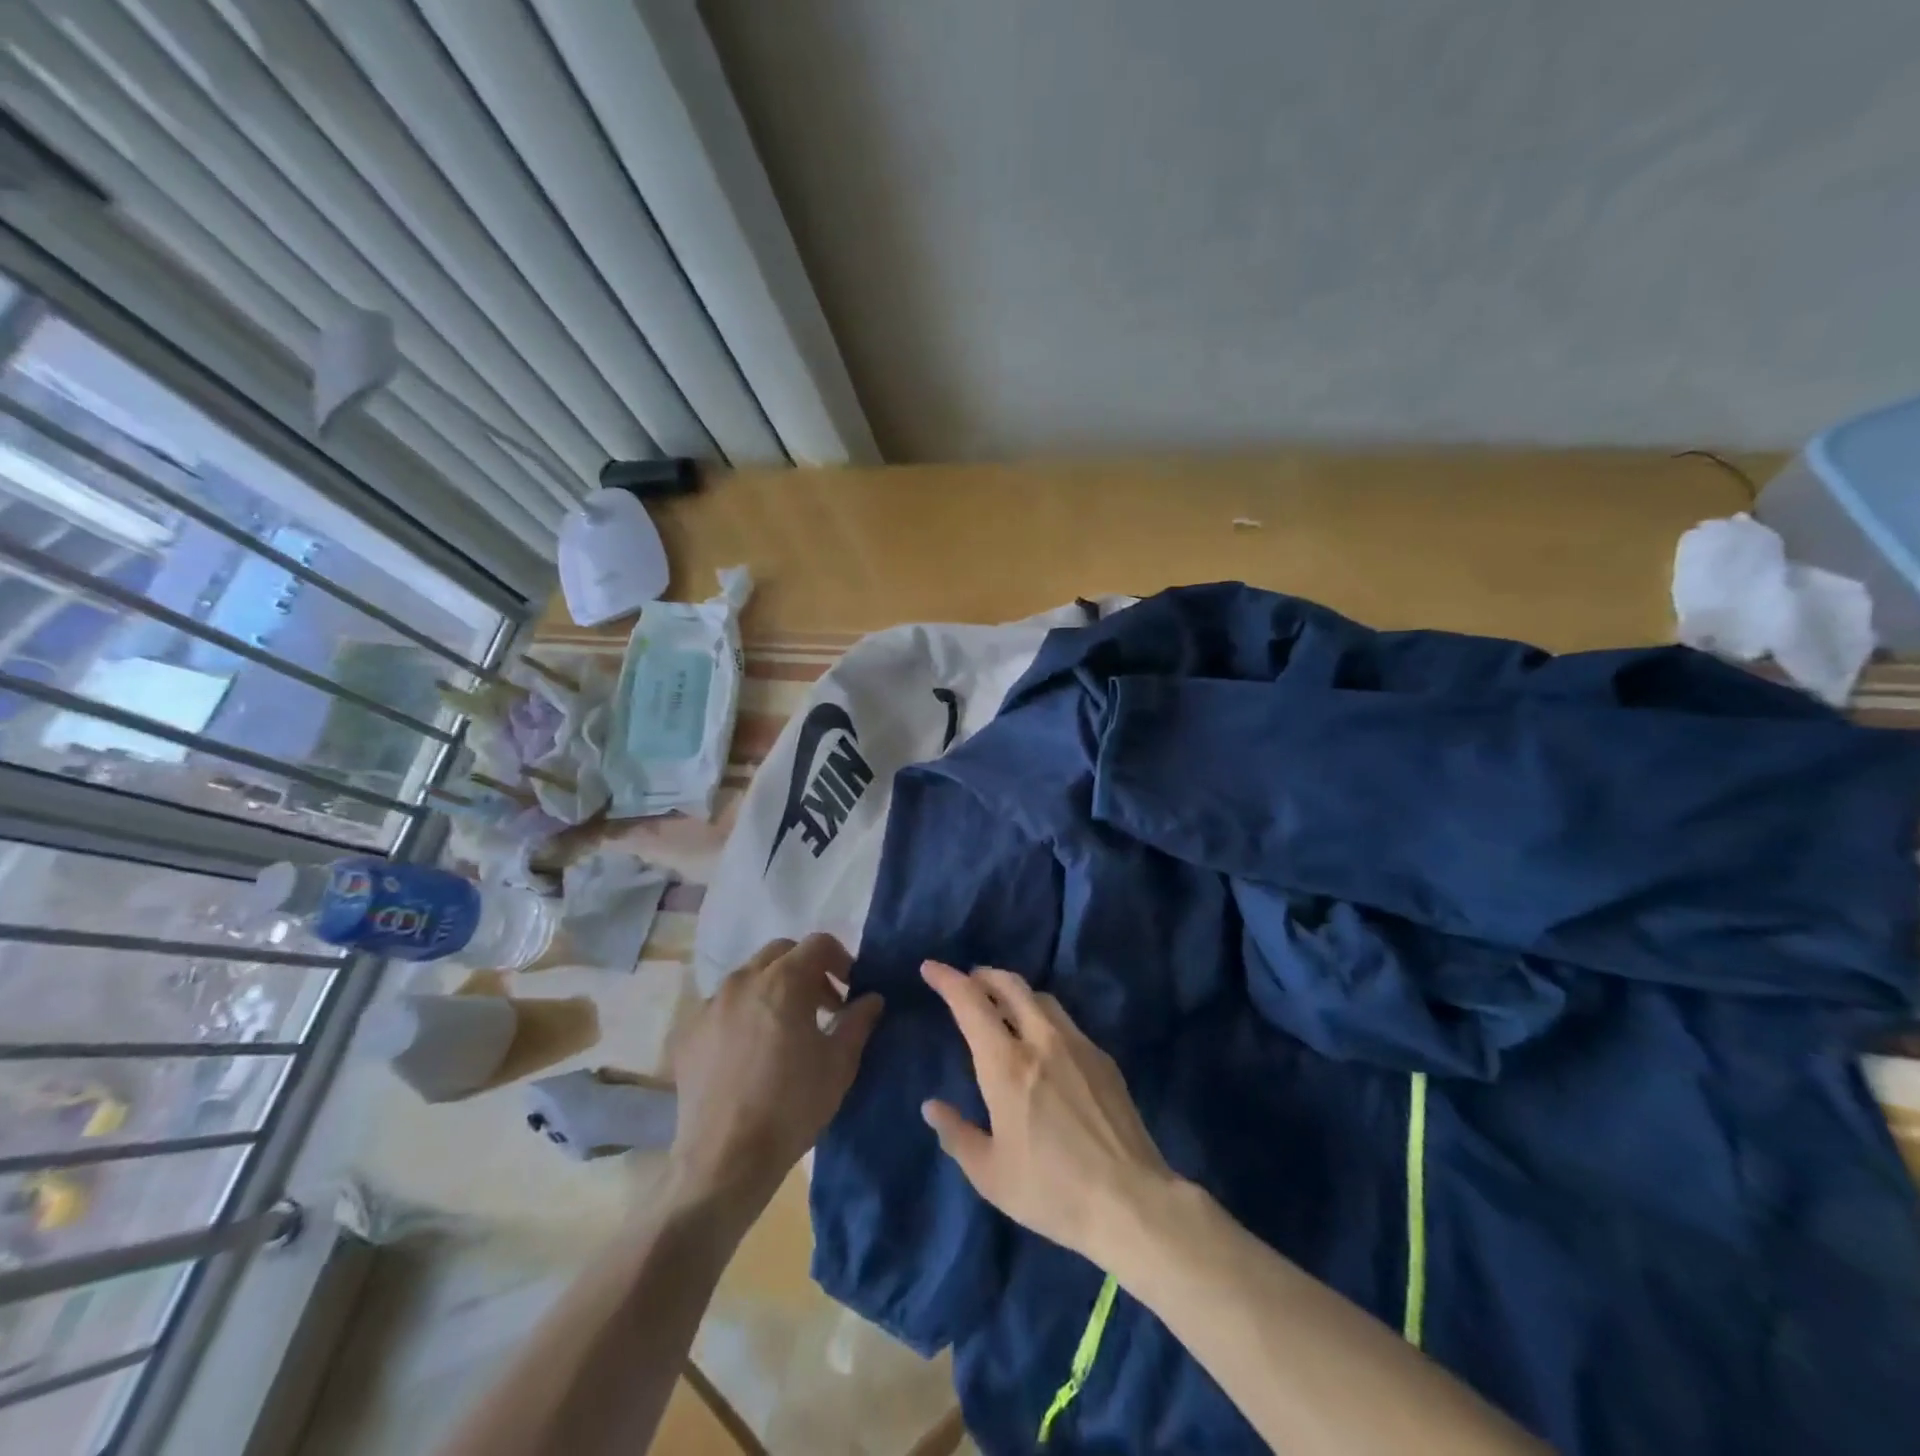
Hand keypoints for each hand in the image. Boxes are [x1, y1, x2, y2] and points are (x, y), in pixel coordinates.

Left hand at [667, 935, 882, 1211]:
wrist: (725, 1160)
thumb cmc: (792, 1106)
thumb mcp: (840, 1063)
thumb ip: (859, 1021)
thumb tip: (872, 998)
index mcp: (784, 981)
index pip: (818, 943)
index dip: (840, 960)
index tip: (848, 990)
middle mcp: (743, 980)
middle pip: (781, 953)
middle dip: (805, 969)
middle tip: (821, 1006)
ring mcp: (710, 1005)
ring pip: (748, 977)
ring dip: (772, 989)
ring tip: (783, 1029)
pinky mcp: (688, 1033)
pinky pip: (721, 1007)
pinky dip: (742, 1014)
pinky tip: (749, 1052)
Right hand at [920, 961, 1175, 1263]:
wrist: (1130, 1201)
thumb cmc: (1051, 1191)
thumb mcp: (990, 1174)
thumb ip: (956, 1134)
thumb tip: (932, 1106)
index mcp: (1006, 1064)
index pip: (970, 1003)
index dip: (947, 979)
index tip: (930, 968)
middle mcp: (1041, 1040)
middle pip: (1010, 985)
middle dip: (984, 976)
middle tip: (968, 981)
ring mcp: (1077, 1045)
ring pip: (1041, 998)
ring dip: (1015, 993)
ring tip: (1003, 1008)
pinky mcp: (1102, 1059)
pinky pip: (1065, 1022)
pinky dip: (1043, 1017)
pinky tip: (1044, 1043)